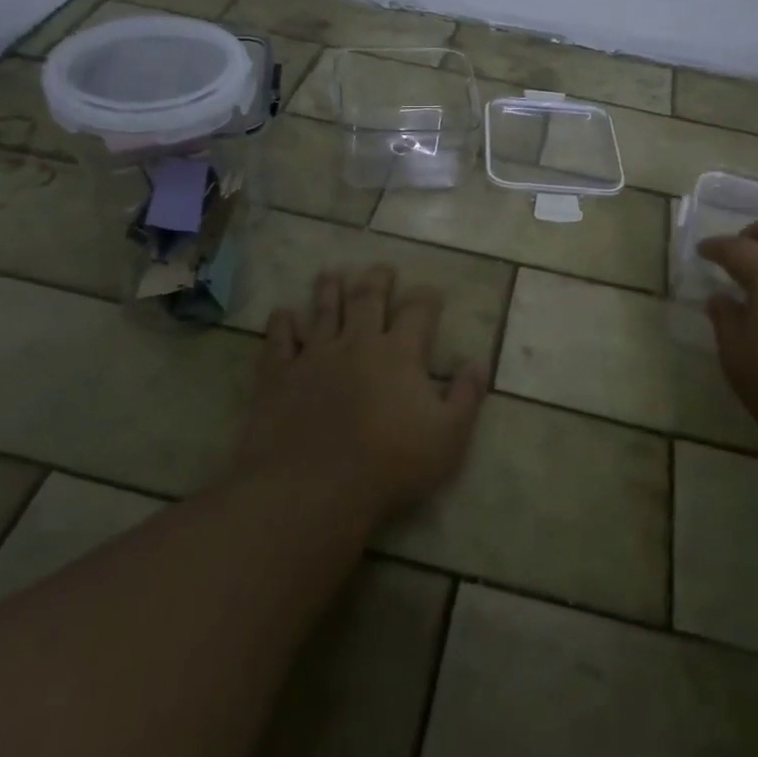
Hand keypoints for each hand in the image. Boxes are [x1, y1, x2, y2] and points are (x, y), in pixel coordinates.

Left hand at [236, 265, 486, 523]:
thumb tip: (479, 362)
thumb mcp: (448, 437)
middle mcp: (357, 342)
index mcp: (400, 353)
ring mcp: (315, 355)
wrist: (313, 488)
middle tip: (382, 268)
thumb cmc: (390, 465)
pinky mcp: (279, 375)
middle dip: (378, 280)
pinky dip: (280, 323)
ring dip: (329, 289)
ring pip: (324, 310)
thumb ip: (466, 397)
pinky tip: (281, 313)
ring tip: (332, 273)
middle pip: (368, 298)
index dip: (427, 297)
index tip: (432, 291)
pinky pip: (278, 340)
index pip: (418, 311)